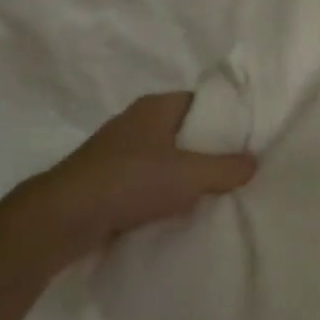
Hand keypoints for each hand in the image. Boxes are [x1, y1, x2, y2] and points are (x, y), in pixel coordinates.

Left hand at [42, 92, 255, 251]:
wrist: (65, 217)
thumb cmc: (131, 181)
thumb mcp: (189, 174)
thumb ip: (226, 168)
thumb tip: (254, 162)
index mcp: (155, 107)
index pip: (201, 102)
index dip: (226, 117)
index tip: (250, 137)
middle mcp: (137, 123)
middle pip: (185, 132)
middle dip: (209, 150)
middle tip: (240, 168)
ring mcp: (120, 153)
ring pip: (166, 159)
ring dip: (186, 175)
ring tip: (218, 193)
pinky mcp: (109, 181)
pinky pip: (148, 182)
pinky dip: (165, 193)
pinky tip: (182, 211)